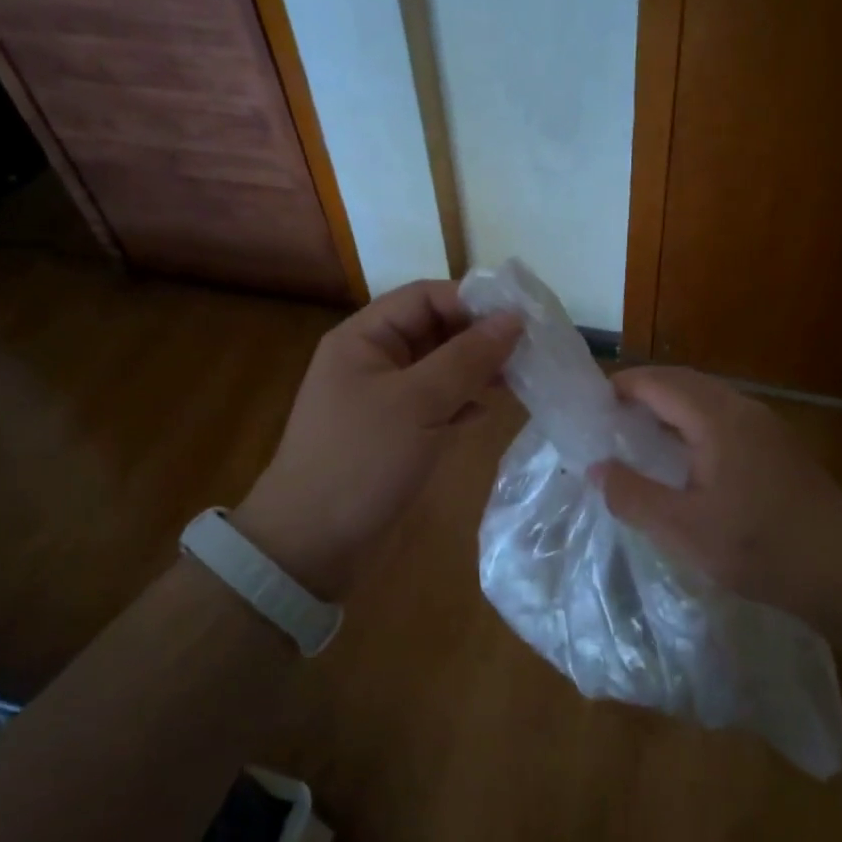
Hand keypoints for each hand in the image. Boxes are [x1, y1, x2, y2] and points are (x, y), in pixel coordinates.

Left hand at [231, 281, 521, 599]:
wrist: (311, 544)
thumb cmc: (361, 460)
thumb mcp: (417, 403)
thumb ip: (466, 358)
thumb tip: (513, 319)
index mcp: (363, 338)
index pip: (424, 297)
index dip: (472, 300)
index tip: (521, 317)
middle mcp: (372, 360)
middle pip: (433, 330)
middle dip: (479, 337)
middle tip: (529, 350)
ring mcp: (382, 399)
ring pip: (438, 369)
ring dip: (475, 370)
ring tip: (518, 379)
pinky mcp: (393, 433)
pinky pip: (434, 404)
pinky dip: (461, 403)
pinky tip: (485, 412)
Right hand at [592, 367, 841, 622]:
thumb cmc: (760, 547)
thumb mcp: (683, 529)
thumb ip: (634, 496)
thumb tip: (597, 468)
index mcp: (717, 419)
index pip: (660, 383)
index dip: (624, 386)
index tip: (592, 403)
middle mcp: (744, 409)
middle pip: (685, 382)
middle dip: (645, 391)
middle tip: (610, 417)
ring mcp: (768, 426)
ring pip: (709, 398)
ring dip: (672, 406)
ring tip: (642, 435)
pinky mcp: (781, 447)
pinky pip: (727, 417)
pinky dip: (695, 422)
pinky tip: (688, 458)